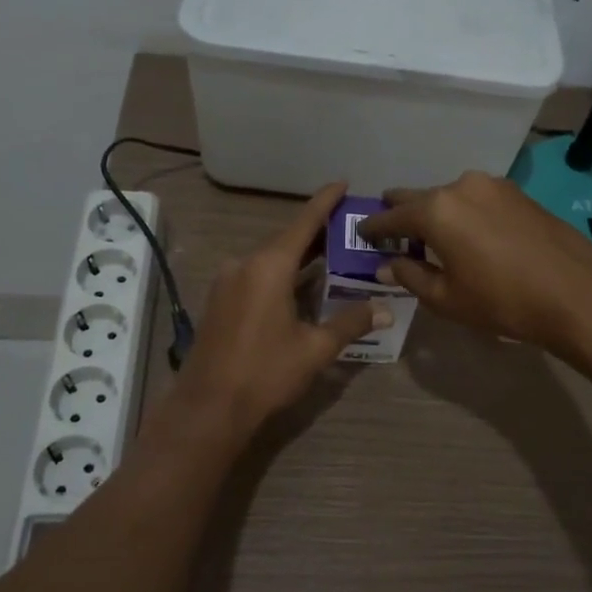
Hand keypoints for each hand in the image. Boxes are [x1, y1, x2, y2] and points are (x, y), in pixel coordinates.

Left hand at [173, 182, 386, 438]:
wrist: (208, 408)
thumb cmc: (265, 373)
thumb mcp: (315, 349)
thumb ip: (350, 323)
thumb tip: (384, 309)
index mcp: (269, 266)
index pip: (304, 223)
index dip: (325, 202)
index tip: (342, 183)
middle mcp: (244, 264)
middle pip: (286, 241)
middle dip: (317, 236)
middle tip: (349, 232)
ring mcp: (227, 282)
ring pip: (269, 260)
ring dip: (298, 259)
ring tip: (331, 259)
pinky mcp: (218, 301)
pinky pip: (255, 277)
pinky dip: (280, 276)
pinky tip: (299, 288)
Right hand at [358, 170, 591, 354]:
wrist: (575, 293)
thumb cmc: (502, 301)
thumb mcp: (447, 298)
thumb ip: (410, 276)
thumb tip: (386, 266)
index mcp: (436, 210)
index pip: (391, 216)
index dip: (374, 227)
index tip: (362, 233)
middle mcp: (460, 186)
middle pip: (419, 197)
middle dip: (402, 212)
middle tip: (390, 229)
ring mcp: (492, 186)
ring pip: (449, 196)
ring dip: (436, 212)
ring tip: (432, 235)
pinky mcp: (516, 192)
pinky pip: (476, 199)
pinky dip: (462, 212)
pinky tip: (467, 233)